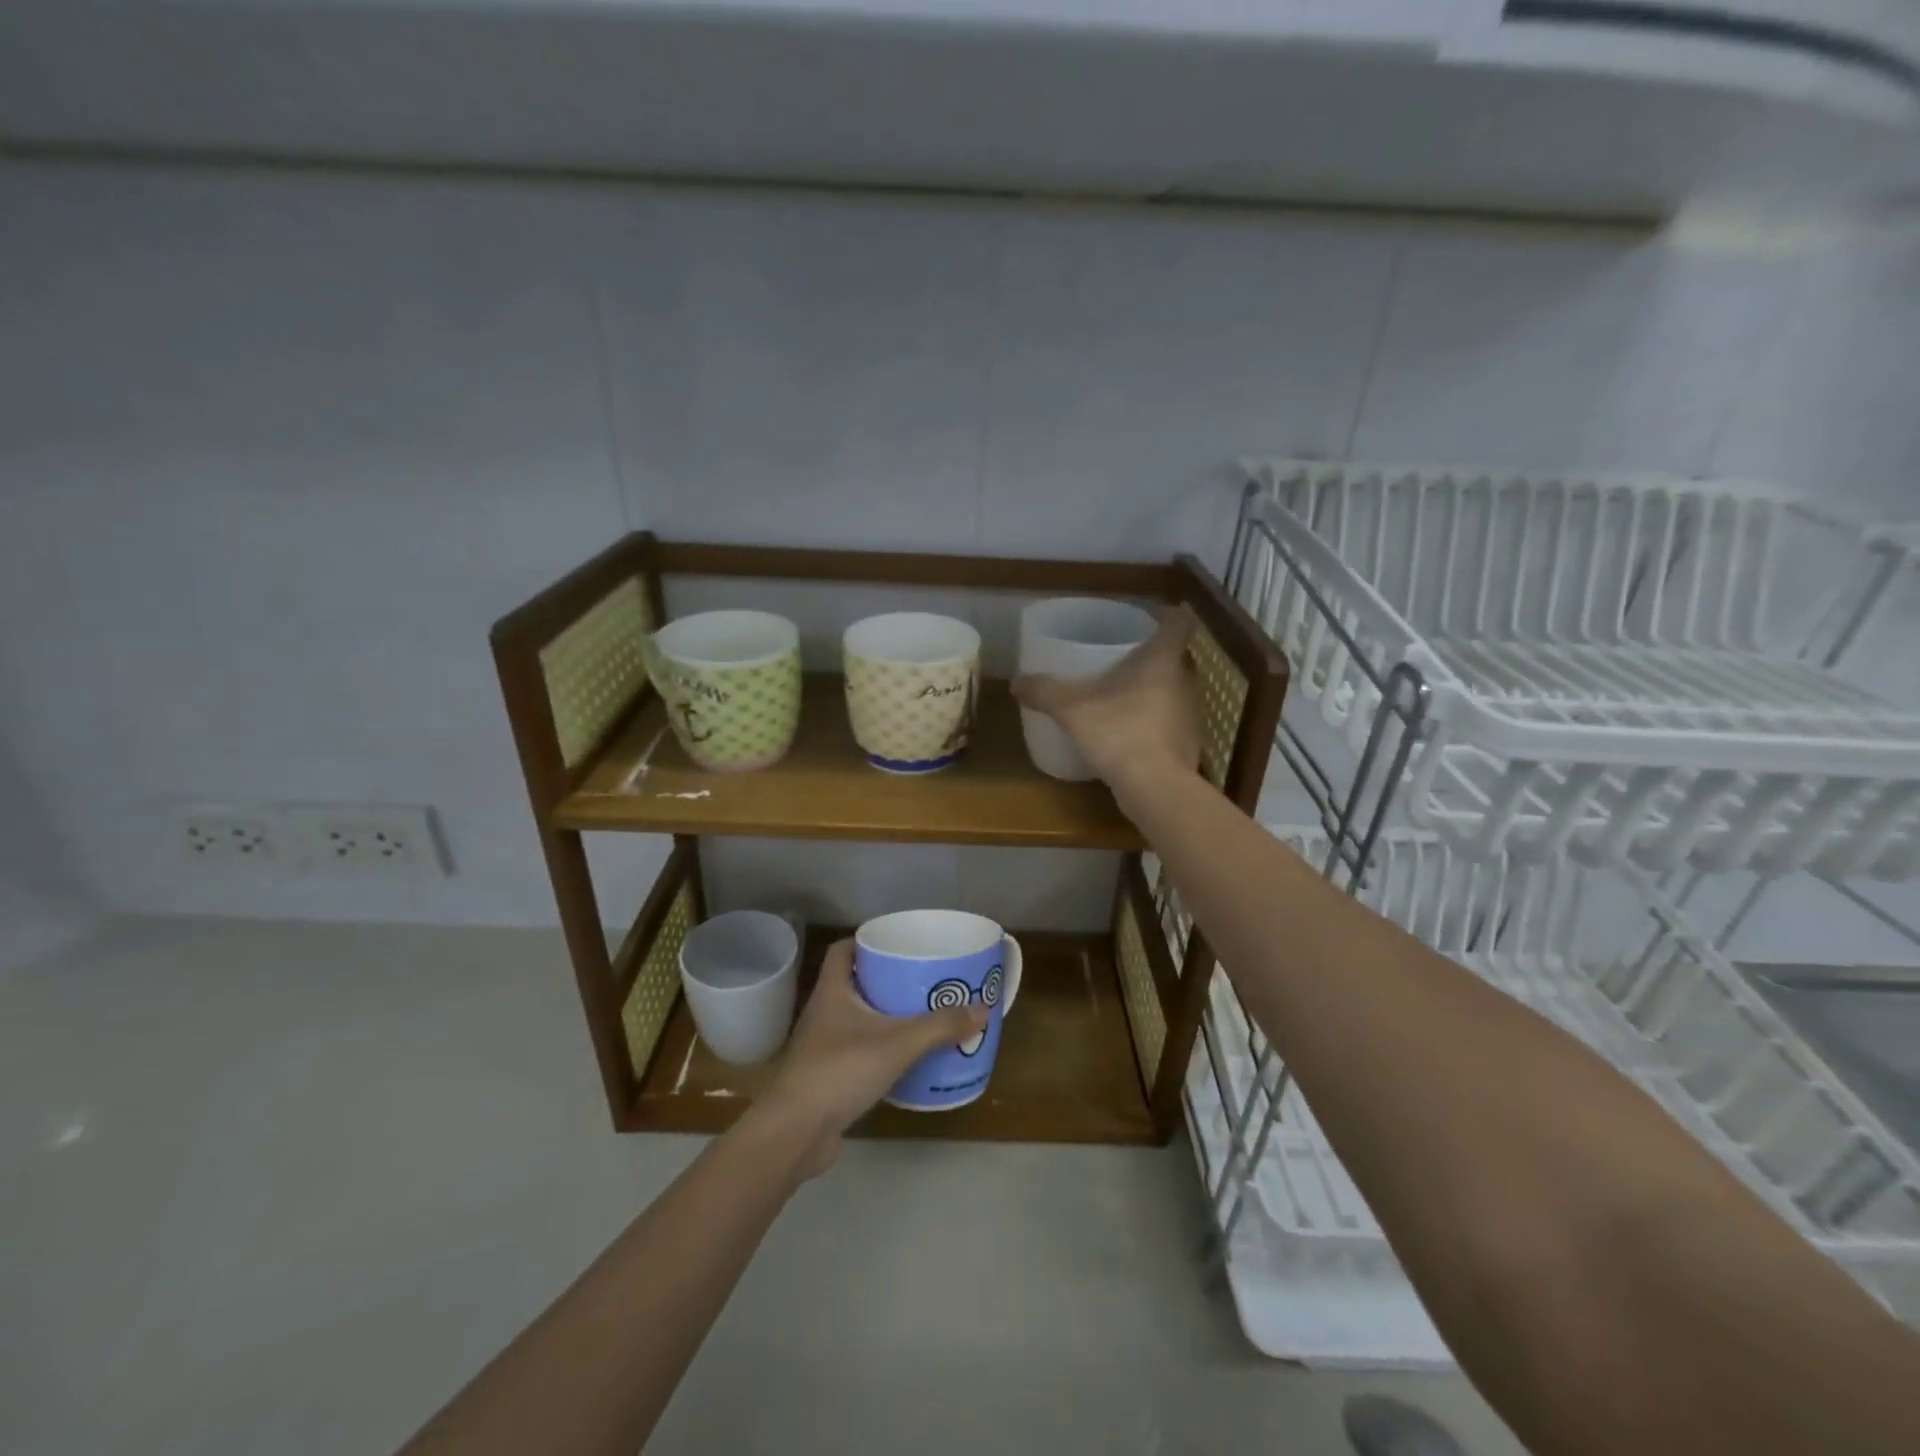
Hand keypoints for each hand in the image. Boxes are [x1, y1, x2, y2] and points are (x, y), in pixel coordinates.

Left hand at [761, 939, 986, 1177]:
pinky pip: (859, 1050)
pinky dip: (880, 1047)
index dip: (867, 941)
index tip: (898, 943)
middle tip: (922, 978)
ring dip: (884, 1014)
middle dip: (886, 978)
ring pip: (857, 1018)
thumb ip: (939, 1027)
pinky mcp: (828, 1075)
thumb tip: (982, 1009)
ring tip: (921, 1013)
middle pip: (855, 982)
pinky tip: (906, 1056)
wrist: (796, 1132)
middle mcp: (824, 1011)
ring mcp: (823, 1045)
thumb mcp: (898, 1044)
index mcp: (832, 991)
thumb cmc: (840, 1070)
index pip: (843, 950)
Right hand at [1013, 606, 1201, 805]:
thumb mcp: (1071, 710)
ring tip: (1125, 694)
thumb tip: (1016, 682)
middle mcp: (1185, 681)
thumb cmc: (1119, 732)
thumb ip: (1044, 692)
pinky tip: (1133, 732)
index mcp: (1163, 660)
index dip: (1167, 614)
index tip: (1148, 616)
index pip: (1179, 622)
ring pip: (1175, 689)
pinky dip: (1157, 720)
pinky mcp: (1189, 743)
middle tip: (1124, 656)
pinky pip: (1172, 721)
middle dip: (1154, 654)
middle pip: (1176, 656)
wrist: (1155, 788)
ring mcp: (1191, 714)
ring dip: (1156, 688)